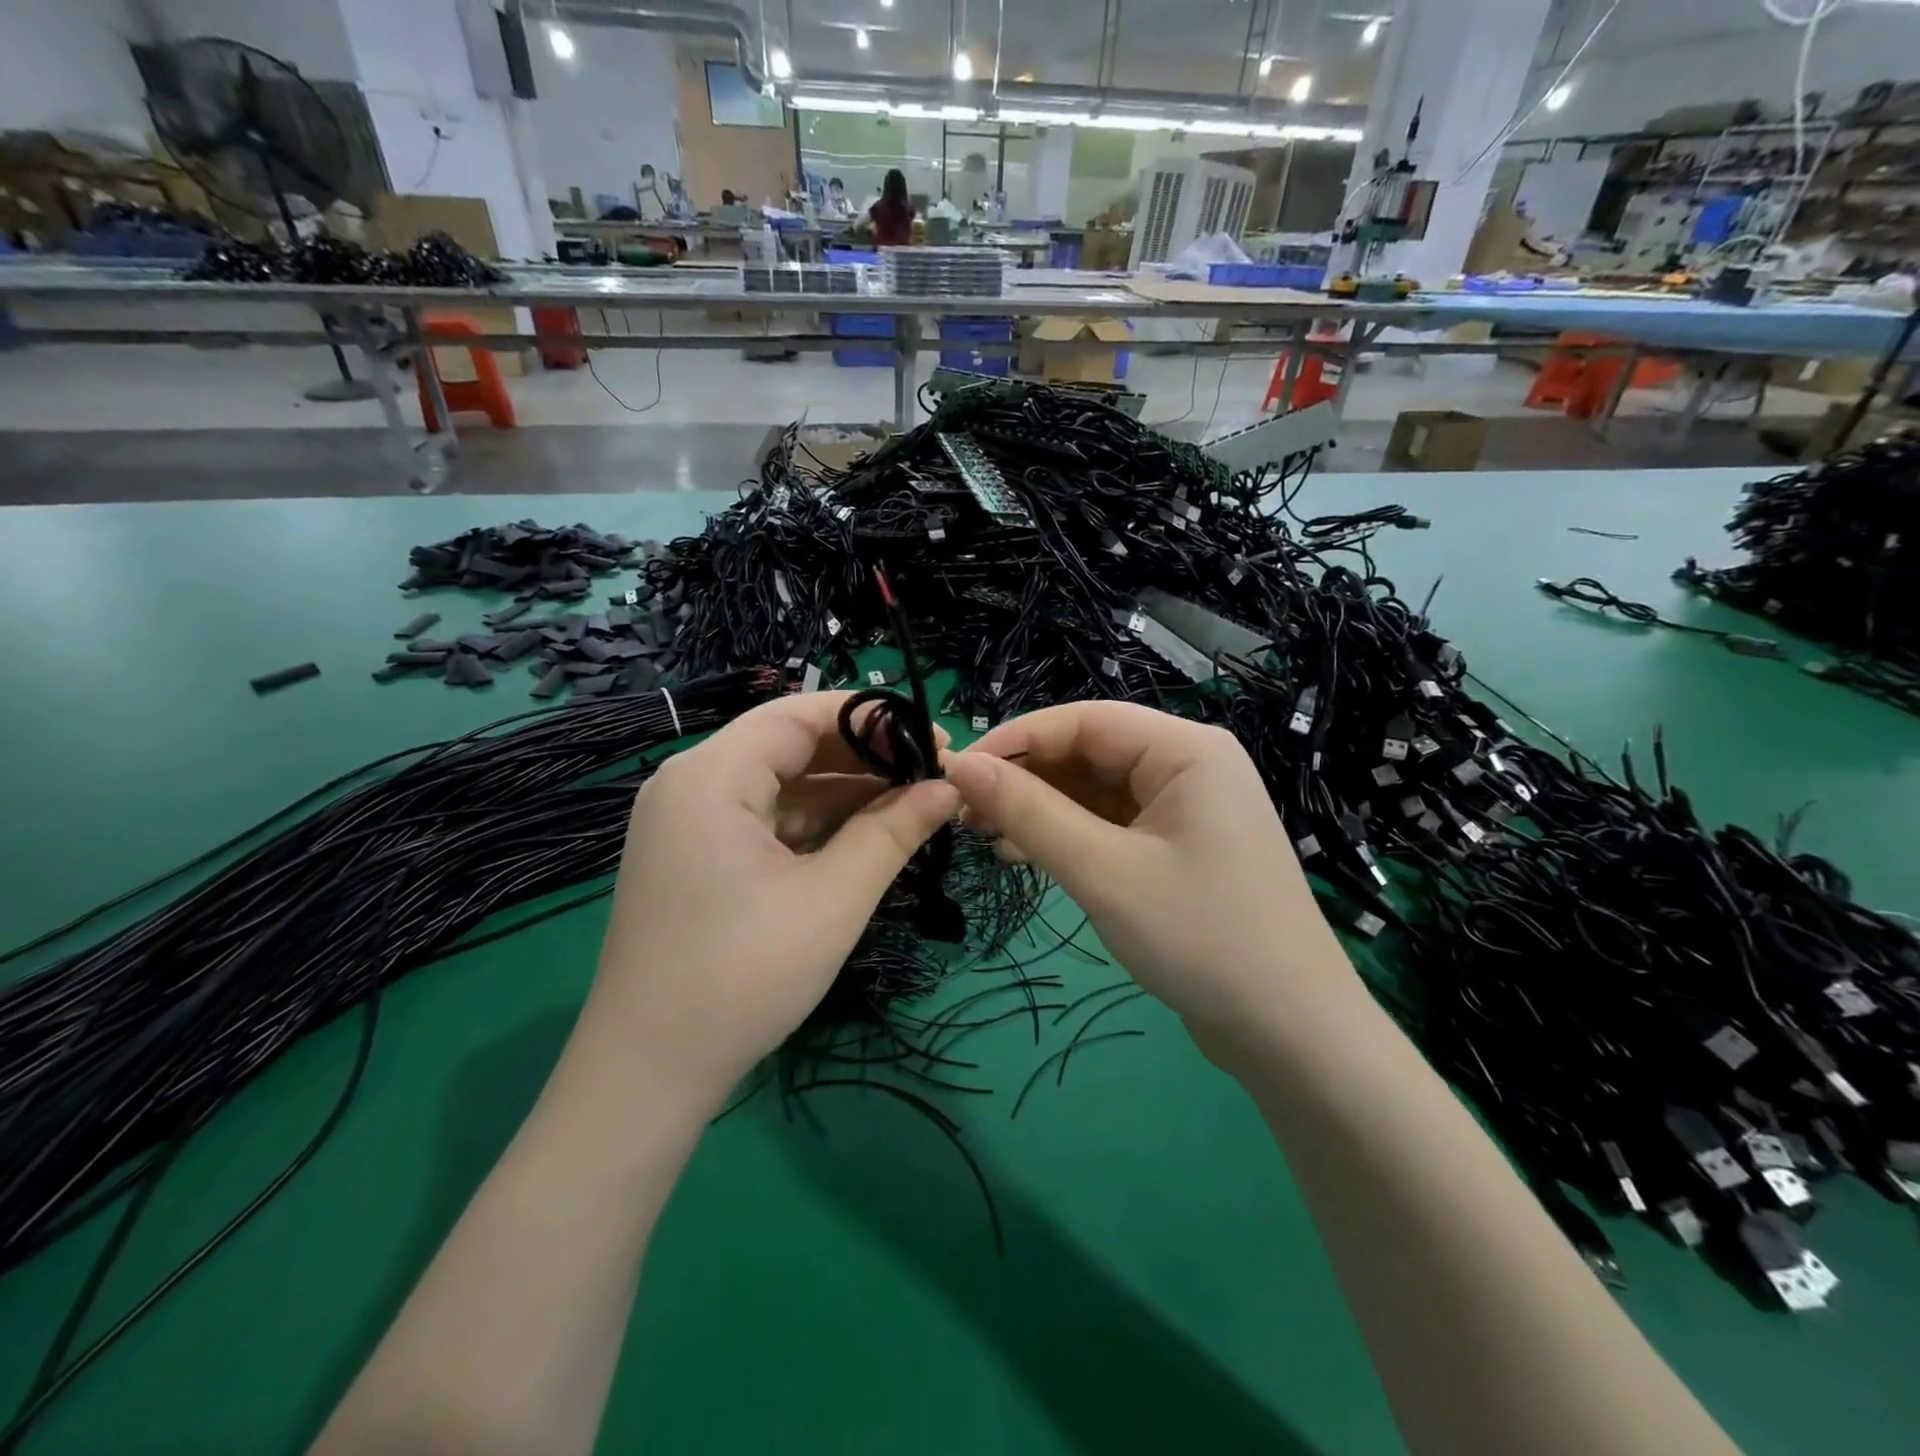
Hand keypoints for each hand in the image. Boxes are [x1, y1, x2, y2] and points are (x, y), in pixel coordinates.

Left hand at [580, 692, 958, 1104]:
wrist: (647, 1075)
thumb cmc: (743, 976)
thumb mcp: (833, 898)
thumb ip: (894, 831)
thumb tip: (948, 788)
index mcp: (711, 774)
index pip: (799, 714)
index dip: (872, 719)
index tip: (932, 740)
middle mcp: (690, 784)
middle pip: (789, 745)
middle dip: (863, 758)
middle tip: (931, 777)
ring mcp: (687, 823)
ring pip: (779, 784)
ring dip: (843, 793)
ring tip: (912, 806)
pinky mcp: (694, 858)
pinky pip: (763, 820)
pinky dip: (814, 824)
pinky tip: (864, 836)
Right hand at [942, 702, 1358, 1050]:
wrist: (1291, 1035)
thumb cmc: (1202, 939)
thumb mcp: (1104, 872)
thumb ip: (1030, 812)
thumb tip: (960, 765)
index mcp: (1185, 749)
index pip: (1083, 720)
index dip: (1015, 740)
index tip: (956, 772)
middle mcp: (1188, 765)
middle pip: (1088, 752)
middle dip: (1025, 780)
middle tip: (965, 815)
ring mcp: (1186, 809)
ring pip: (1095, 790)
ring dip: (1041, 810)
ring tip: (985, 837)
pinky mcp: (1178, 848)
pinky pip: (1111, 824)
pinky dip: (1068, 836)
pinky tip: (1025, 855)